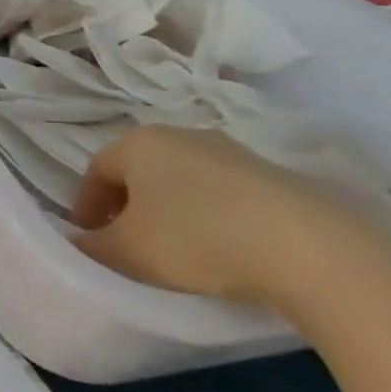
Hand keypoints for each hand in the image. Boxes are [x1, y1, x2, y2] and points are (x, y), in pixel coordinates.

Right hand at [71, 126, 390, 313]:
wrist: (314, 250)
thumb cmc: (197, 239)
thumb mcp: (127, 253)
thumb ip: (90, 249)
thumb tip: (76, 247)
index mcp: (138, 142)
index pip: (95, 171)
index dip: (86, 208)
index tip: (91, 242)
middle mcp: (182, 135)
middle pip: (140, 173)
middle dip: (128, 210)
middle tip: (130, 248)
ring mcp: (234, 153)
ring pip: (184, 184)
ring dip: (172, 215)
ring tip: (180, 256)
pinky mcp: (278, 178)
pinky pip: (225, 197)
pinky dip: (213, 220)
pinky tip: (227, 253)